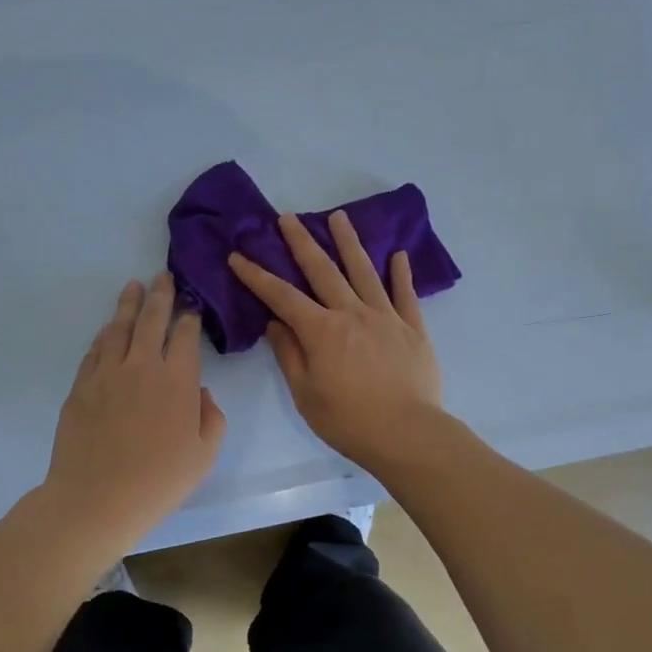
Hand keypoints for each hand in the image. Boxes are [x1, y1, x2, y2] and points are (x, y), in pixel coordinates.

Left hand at [41, 273, 227, 548]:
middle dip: (160, 295)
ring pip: (118, 328)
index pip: (185, 335)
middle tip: (162, 276)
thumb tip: (200, 394)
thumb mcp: (204, 455)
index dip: (189, 317)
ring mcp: (106, 373)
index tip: (191, 308)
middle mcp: (141, 366)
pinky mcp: (81, 386)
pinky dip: (105, 334)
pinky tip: (109, 329)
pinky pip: (95, 350)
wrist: (95, 500)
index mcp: (177, 380)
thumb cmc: (158, 482)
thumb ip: (211, 418)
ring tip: (133, 287)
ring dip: (128, 304)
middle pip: (151, 319)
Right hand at [227, 211, 443, 471]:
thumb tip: (275, 322)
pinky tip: (398, 255)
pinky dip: (401, 273)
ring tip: (339, 217)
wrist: (408, 434)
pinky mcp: (413, 328)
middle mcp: (352, 313)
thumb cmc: (349, 421)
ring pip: (364, 271)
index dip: (257, 275)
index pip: (281, 296)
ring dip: (349, 242)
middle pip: (323, 270)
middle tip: (288, 217)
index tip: (238, 256)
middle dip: (302, 242)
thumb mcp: (305, 394)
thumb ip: (289, 354)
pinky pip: (405, 294)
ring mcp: (386, 317)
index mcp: (321, 331)